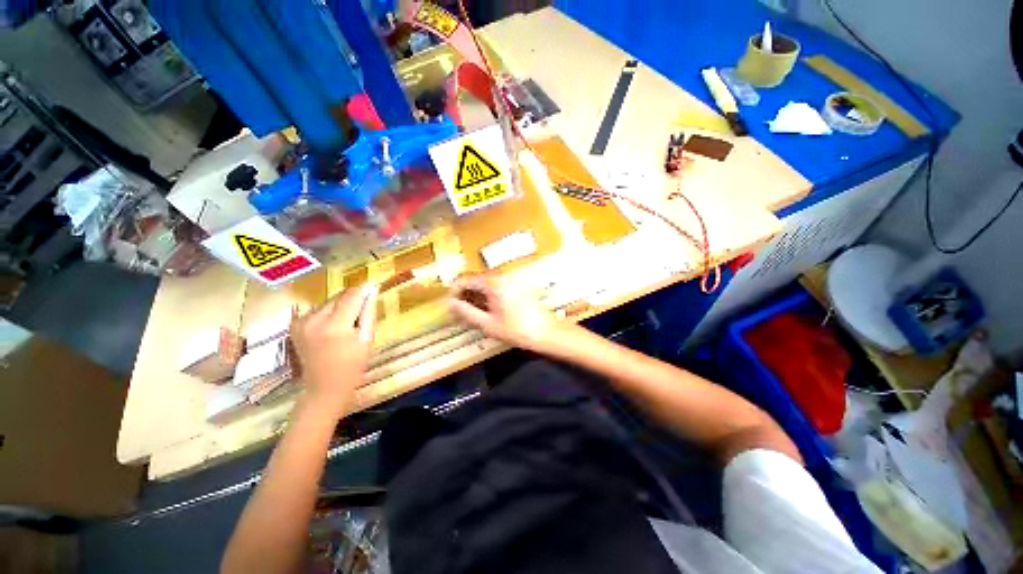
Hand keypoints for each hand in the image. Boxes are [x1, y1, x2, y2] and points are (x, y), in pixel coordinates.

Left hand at [291, 286, 377, 415]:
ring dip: (340, 306)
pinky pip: (318, 309)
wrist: (323, 386)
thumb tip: (371, 290)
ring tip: (346, 323)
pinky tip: (333, 327)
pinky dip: (328, 313)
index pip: (352, 295)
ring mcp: (301, 322)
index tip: (373, 288)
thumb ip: (368, 312)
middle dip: (353, 300)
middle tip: (361, 314)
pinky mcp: (295, 324)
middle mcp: (314, 319)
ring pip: (329, 301)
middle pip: (339, 295)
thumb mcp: (367, 338)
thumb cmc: (352, 365)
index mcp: (335, 325)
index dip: (364, 290)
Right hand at [448, 273, 564, 351]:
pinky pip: (498, 286)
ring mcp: (512, 280)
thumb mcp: (488, 324)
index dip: (455, 291)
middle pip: (477, 280)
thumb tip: (450, 303)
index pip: (466, 280)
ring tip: (473, 312)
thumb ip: (466, 312)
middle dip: (466, 293)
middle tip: (460, 310)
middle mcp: (502, 276)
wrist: (546, 332)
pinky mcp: (519, 285)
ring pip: (487, 283)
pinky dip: (489, 295)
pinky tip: (489, 309)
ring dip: (477, 294)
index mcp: (493, 283)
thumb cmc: (516, 330)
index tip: (449, 304)